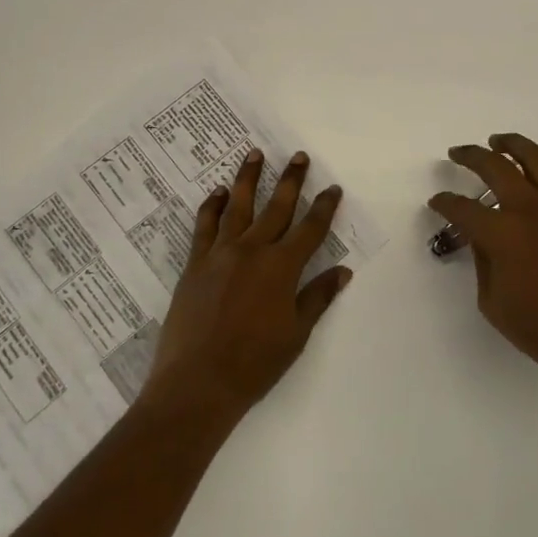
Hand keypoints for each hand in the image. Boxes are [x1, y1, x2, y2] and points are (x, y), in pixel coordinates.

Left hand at [143, 147, 351, 419]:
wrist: (198, 382)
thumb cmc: (254, 364)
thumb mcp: (296, 334)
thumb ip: (317, 297)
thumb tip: (342, 271)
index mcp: (282, 268)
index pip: (310, 229)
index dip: (324, 207)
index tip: (333, 188)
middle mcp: (253, 250)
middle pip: (277, 207)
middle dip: (291, 180)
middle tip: (298, 156)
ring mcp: (220, 253)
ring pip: (237, 206)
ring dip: (248, 178)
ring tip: (254, 154)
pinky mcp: (195, 262)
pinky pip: (204, 225)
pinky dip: (211, 206)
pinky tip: (217, 192)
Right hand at [429, 133, 537, 400]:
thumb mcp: (492, 302)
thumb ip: (482, 261)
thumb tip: (481, 236)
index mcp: (502, 234)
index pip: (462, 208)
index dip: (444, 202)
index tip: (437, 202)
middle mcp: (531, 211)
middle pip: (495, 167)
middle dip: (471, 156)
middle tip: (458, 154)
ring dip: (514, 144)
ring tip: (498, 141)